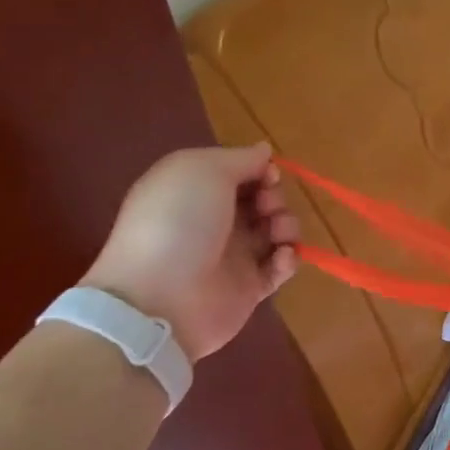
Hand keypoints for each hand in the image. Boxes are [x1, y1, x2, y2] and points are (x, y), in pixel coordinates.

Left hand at [84, 145, 298, 359]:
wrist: (160, 298)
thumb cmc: (178, 222)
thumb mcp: (203, 170)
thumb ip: (241, 158)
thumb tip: (264, 151)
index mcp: (197, 191)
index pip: (241, 173)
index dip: (261, 170)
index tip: (267, 176)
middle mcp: (215, 221)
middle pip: (264, 200)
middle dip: (275, 198)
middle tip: (266, 207)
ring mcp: (233, 256)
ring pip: (278, 231)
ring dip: (287, 226)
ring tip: (277, 235)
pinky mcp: (250, 287)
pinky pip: (281, 267)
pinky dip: (288, 259)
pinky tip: (281, 259)